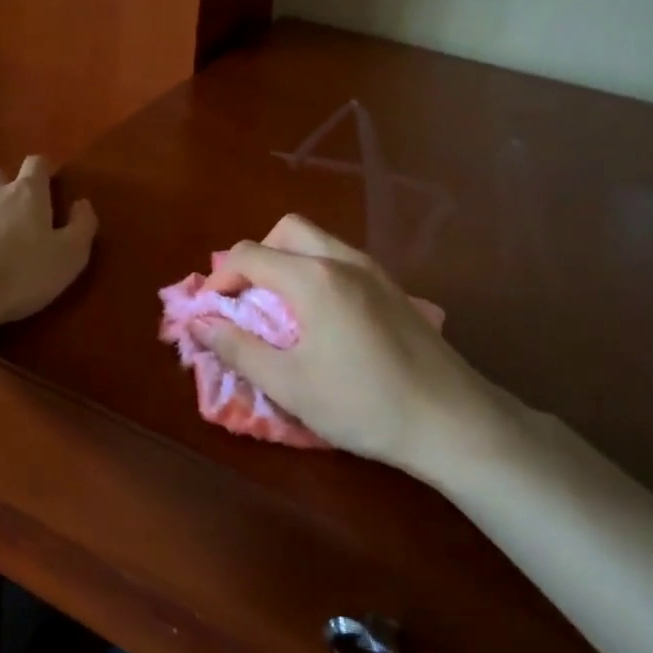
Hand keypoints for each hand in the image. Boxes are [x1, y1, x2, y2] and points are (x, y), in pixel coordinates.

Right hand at [193, 215, 491, 468]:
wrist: (452, 421)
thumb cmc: (362, 404)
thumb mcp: (288, 384)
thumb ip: (238, 348)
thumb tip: (200, 323)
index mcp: (313, 278)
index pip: (249, 255)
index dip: (218, 279)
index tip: (209, 313)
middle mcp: (343, 260)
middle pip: (286, 231)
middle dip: (256, 258)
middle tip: (246, 300)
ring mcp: (375, 271)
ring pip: (318, 243)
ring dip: (287, 264)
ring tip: (279, 312)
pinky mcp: (394, 289)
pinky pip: (341, 262)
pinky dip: (316, 274)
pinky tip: (321, 321)